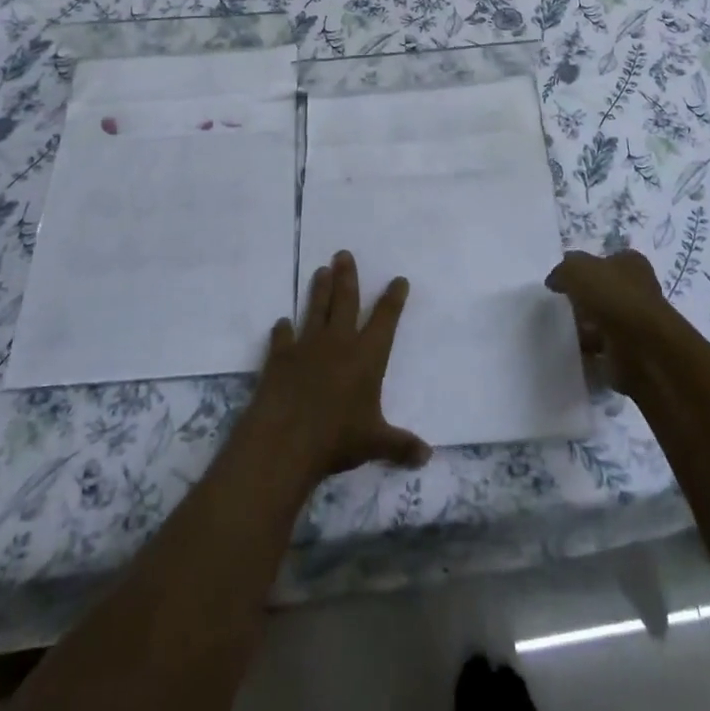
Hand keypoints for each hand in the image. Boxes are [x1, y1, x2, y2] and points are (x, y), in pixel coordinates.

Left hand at [253, 251, 430, 480]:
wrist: (285, 440)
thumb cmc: (337, 439)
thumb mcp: (375, 443)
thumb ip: (401, 445)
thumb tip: (428, 456)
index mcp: (367, 356)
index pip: (385, 319)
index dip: (393, 298)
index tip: (398, 279)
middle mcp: (339, 342)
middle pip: (345, 301)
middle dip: (347, 277)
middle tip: (343, 254)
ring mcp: (307, 346)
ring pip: (315, 309)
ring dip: (318, 289)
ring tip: (320, 269)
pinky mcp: (280, 357)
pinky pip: (282, 338)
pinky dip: (282, 330)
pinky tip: (281, 324)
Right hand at [545, 249, 677, 394]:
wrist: (643, 349)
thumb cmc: (613, 297)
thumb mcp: (577, 270)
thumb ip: (563, 271)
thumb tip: (554, 281)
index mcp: (631, 263)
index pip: (606, 259)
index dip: (586, 267)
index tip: (565, 280)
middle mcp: (638, 290)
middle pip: (604, 291)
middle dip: (584, 299)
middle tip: (560, 306)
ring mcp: (637, 323)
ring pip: (604, 321)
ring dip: (586, 328)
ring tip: (562, 332)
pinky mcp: (633, 352)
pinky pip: (605, 349)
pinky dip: (591, 352)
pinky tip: (573, 351)